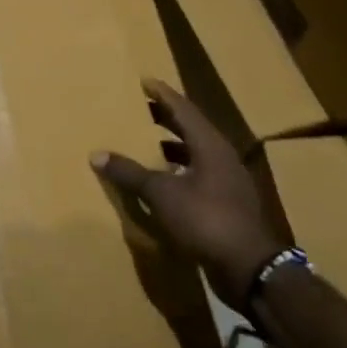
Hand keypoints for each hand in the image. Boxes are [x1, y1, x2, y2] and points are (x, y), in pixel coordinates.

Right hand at [93, 79, 281, 312]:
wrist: (248, 266)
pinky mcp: (226, 204)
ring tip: (144, 143)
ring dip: (171, 147)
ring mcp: (227, 182)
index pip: (184, 109)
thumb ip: (130, 173)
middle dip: (165, 119)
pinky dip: (176, 172)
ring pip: (195, 154)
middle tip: (140, 109)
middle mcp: (222, 158)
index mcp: (210, 146)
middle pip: (191, 129)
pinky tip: (161, 182)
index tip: (145, 81)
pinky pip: (197, 176)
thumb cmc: (206, 219)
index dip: (163, 95)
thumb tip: (97, 154)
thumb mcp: (162, 193)